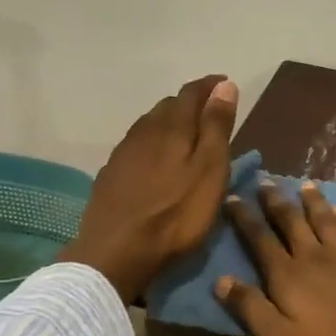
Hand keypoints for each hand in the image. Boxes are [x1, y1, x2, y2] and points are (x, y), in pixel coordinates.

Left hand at [62, 76, 239, 303]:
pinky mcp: (111, 173)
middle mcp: (144, 130)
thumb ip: (216, 128)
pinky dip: (152, 143)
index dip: (210, 86)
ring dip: (169, 122)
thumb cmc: (175, 214)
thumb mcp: (210, 171)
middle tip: (208, 113)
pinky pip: (136, 145)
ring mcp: (123, 152)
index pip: (192, 93)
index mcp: (172, 126)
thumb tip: (225, 86)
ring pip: (150, 125)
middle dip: (190, 103)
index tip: (225, 84)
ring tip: (185, 134)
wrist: (116, 251)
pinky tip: (155, 159)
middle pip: (169, 106)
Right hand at [214, 181, 335, 335]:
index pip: (260, 241)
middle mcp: (315, 258)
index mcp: (288, 278)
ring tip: (304, 185)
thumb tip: (221, 280)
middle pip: (292, 223)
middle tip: (265, 180)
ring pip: (325, 221)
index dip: (245, 219)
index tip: (232, 197)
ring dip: (313, 202)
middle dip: (276, 202)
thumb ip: (253, 310)